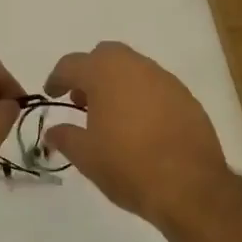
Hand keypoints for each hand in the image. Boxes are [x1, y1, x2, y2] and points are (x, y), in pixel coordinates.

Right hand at [41, 41, 231, 226]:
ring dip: (117, 83)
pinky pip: (156, 87)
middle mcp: (136, 67)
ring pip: (134, 68)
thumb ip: (65, 137)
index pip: (71, 64)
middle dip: (90, 73)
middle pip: (106, 55)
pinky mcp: (187, 98)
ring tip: (111, 116)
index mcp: (105, 73)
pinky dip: (142, 97)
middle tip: (82, 101)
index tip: (52, 94)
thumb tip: (52, 131)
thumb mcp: (86, 156)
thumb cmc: (128, 166)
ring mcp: (166, 80)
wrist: (190, 186)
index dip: (57, 78)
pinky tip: (140, 126)